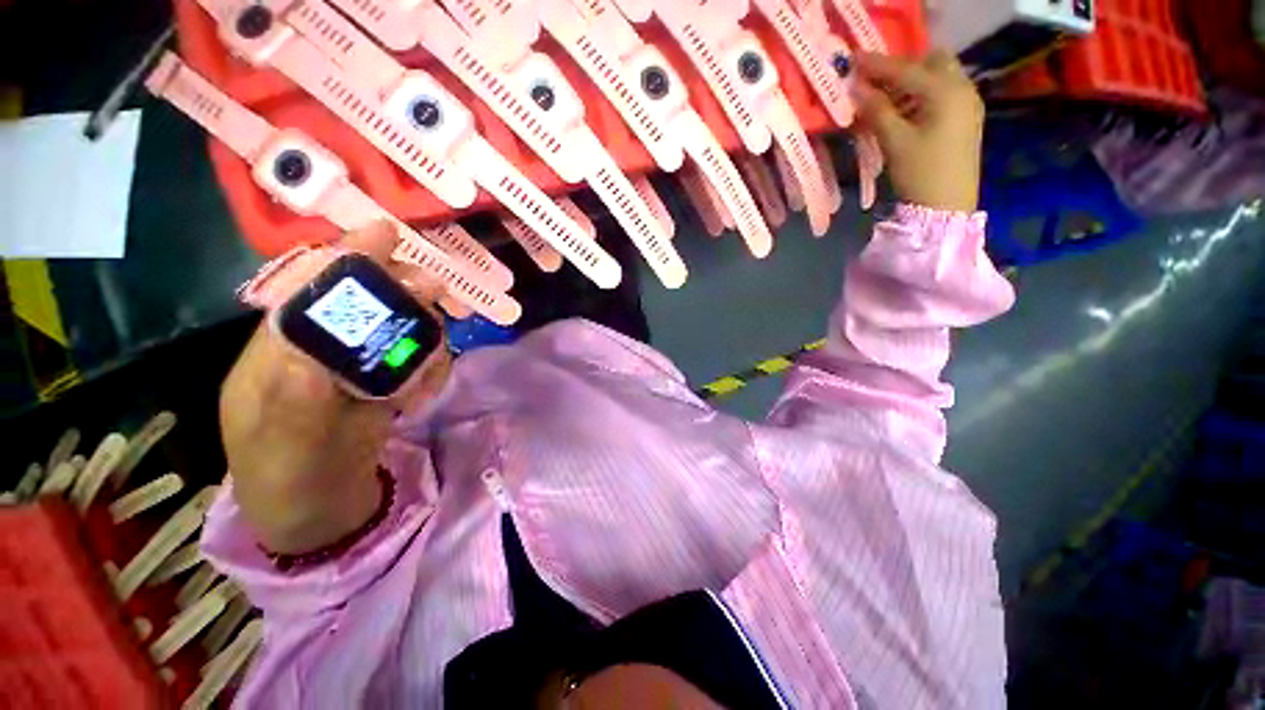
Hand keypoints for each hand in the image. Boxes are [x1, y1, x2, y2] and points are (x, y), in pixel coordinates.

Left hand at [220, 222, 451, 553]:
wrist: (321, 513)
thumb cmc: (287, 479)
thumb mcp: (284, 447)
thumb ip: (295, 400)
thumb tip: (315, 349)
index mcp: (280, 350)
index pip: (314, 290)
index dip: (349, 259)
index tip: (387, 233)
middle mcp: (321, 348)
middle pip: (367, 302)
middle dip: (402, 293)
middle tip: (438, 295)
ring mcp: (357, 365)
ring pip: (401, 329)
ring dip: (423, 341)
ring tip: (423, 380)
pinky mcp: (385, 382)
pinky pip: (418, 360)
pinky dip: (430, 370)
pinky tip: (421, 396)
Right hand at [853, 50, 984, 212]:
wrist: (947, 206)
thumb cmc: (921, 173)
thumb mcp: (895, 142)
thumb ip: (876, 111)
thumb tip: (857, 89)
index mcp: (946, 91)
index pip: (906, 69)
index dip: (878, 64)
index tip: (853, 59)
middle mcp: (962, 88)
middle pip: (931, 62)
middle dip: (902, 67)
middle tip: (874, 81)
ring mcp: (967, 102)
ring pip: (938, 76)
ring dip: (911, 81)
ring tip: (884, 98)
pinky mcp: (965, 118)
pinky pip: (942, 92)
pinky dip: (921, 94)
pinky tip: (904, 110)